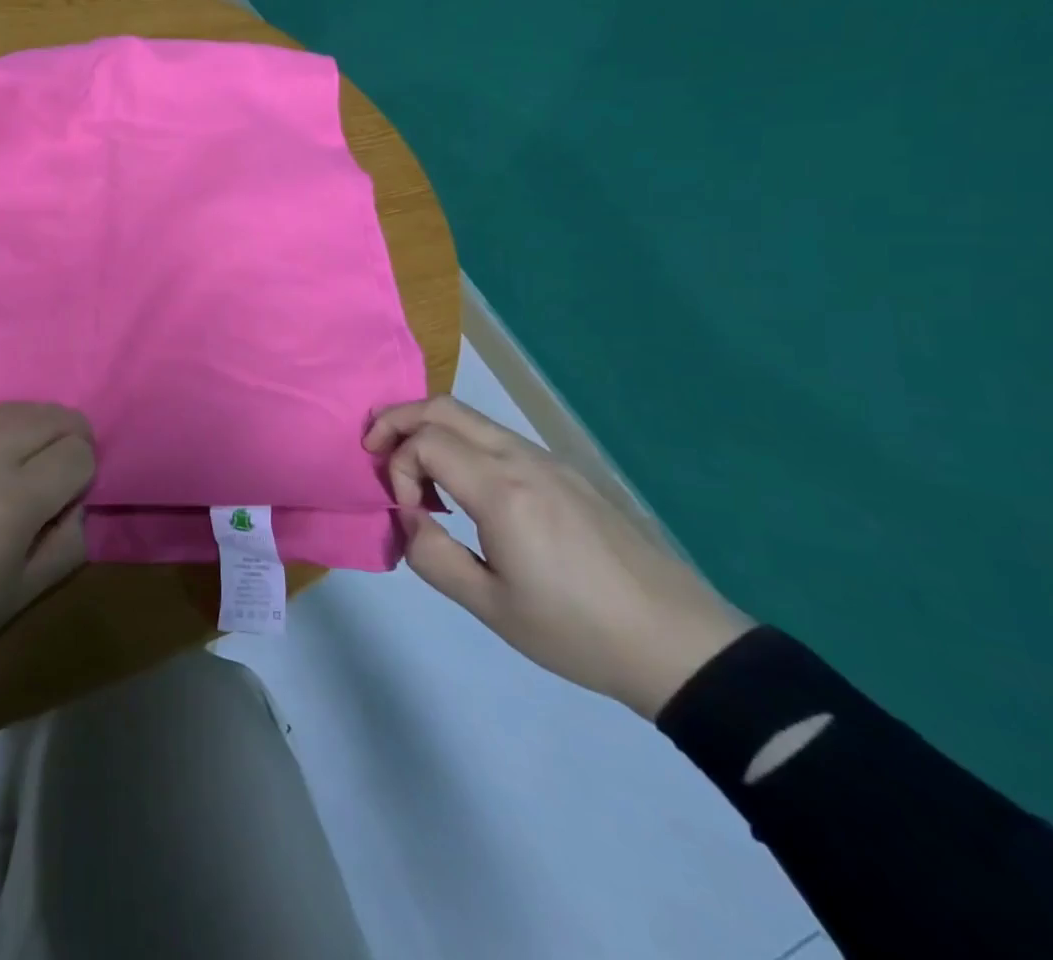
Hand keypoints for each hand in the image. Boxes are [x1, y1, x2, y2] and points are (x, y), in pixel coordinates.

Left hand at [0, 403, 94, 740]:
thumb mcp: (18, 600)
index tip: (63, 501)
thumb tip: (74, 504)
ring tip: (11, 466)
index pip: (79, 454)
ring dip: (29, 431)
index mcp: (15, 500)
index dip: (82, 477)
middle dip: (67, 441)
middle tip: (49, 476)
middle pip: (55, 416)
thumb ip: (67, 545)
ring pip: (16, 407)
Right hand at [366, 396, 752, 719]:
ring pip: (470, 417)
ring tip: (414, 476)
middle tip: (372, 451)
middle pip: (442, 407)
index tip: (407, 512)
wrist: (679, 644)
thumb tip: (409, 519)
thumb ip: (432, 556)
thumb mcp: (490, 607)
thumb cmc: (578, 631)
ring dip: (428, 431)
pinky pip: (496, 437)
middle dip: (396, 420)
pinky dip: (459, 443)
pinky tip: (462, 489)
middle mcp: (522, 459)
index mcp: (503, 490)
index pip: (424, 440)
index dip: (397, 466)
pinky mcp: (564, 472)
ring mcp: (547, 460)